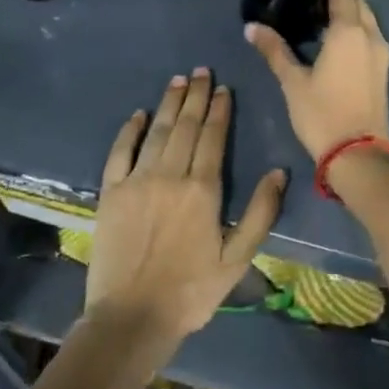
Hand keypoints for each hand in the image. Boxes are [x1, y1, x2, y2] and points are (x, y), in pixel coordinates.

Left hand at [85, 68, 286, 350]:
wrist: (131, 318)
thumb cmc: (191, 291)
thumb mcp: (238, 259)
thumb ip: (260, 213)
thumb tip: (278, 171)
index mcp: (203, 189)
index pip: (213, 137)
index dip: (219, 110)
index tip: (223, 88)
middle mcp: (170, 175)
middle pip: (185, 126)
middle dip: (196, 96)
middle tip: (201, 71)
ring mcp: (137, 181)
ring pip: (157, 132)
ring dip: (169, 104)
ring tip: (178, 80)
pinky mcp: (110, 193)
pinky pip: (120, 152)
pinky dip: (130, 130)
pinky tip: (139, 114)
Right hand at [244, 0, 388, 160]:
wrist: (358, 154)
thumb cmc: (322, 114)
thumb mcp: (292, 82)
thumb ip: (274, 50)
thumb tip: (251, 27)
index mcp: (349, 31)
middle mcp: (370, 34)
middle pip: (358, 1)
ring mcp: (382, 52)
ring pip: (367, 19)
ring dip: (349, 12)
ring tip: (319, 17)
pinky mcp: (383, 69)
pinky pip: (371, 36)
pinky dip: (356, 29)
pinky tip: (334, 41)